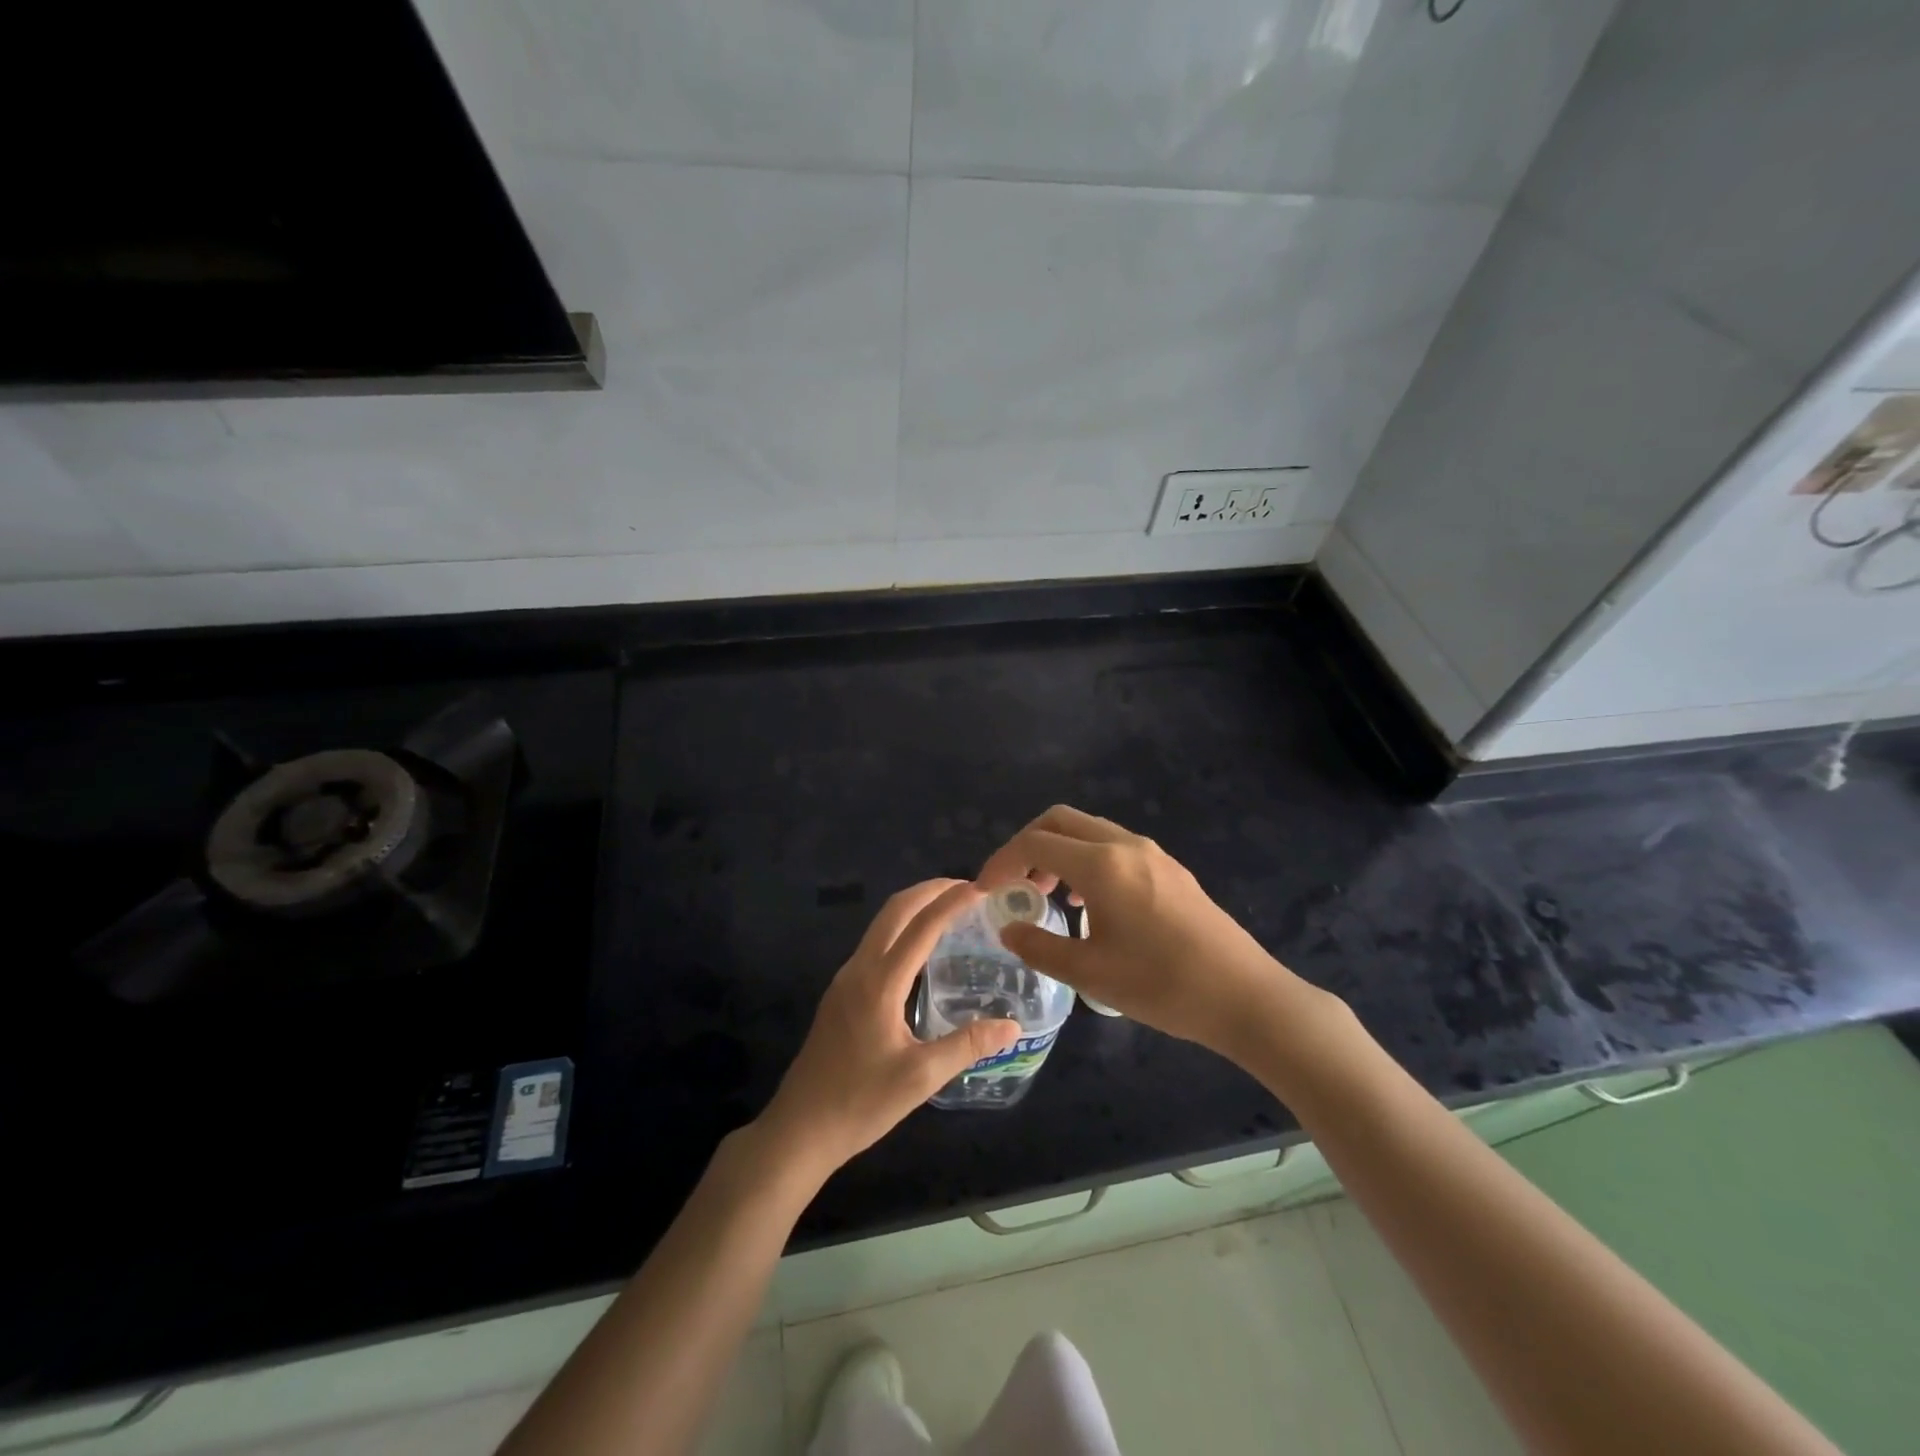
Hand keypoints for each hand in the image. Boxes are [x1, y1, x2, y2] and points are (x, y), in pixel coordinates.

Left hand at [756, 879, 1018, 1177]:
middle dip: (930, 891)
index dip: (952, 902)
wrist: (799, 1129)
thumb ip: (967, 1045)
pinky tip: (920, 950)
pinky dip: (901, 929)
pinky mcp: (841, 993)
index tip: (981, 888)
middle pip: (895, 910)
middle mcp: (860, 969)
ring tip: (949, 910)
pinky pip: (874, 944)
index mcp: (880, 982)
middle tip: (967, 888)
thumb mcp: (920, 1078)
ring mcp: (845, 979)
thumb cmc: (861, 1103)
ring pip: (881, 925)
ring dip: (913, 907)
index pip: (921, 926)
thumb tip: (1012, 1026)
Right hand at [975, 805, 1321, 1064]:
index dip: (1002, 862)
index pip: (1035, 843)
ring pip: (1089, 830)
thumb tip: (1009, 928)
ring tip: (1048, 895)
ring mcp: (1152, 853)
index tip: (985, 891)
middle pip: (1060, 820)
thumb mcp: (1090, 973)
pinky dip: (1086, 859)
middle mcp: (1125, 844)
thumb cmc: (1161, 986)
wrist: (1243, 996)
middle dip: (1027, 845)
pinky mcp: (1170, 868)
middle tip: (1014, 884)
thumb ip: (1040, 946)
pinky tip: (1090, 902)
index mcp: (1101, 865)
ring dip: (1058, 850)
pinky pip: (1114, 845)